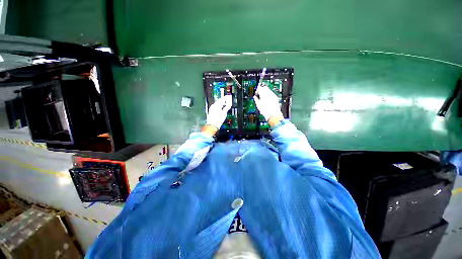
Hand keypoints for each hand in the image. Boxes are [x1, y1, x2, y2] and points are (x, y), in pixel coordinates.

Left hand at [206, 95, 231, 129]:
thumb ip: (226, 108)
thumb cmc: (217, 120)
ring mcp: (211, 109)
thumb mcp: (224, 113)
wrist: (212, 125)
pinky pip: (215, 107)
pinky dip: (218, 106)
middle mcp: (213, 106)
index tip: (228, 97)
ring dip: (221, 103)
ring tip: (225, 104)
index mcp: (216, 105)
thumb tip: (229, 105)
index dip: (226, 98)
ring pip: (217, 104)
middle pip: (219, 101)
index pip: (222, 99)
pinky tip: (220, 108)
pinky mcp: (211, 112)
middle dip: (223, 100)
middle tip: (227, 100)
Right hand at [253, 86, 283, 121]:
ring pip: (268, 90)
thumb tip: (255, 97)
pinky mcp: (276, 98)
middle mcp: (269, 93)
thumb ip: (256, 99)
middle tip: (259, 94)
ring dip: (265, 92)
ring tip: (263, 98)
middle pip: (265, 88)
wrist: (273, 115)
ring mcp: (273, 95)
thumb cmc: (265, 111)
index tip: (256, 93)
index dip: (257, 90)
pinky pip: (271, 94)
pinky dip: (269, 95)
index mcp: (263, 94)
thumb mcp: (258, 105)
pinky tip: (267, 100)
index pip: (259, 88)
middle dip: (262, 90)